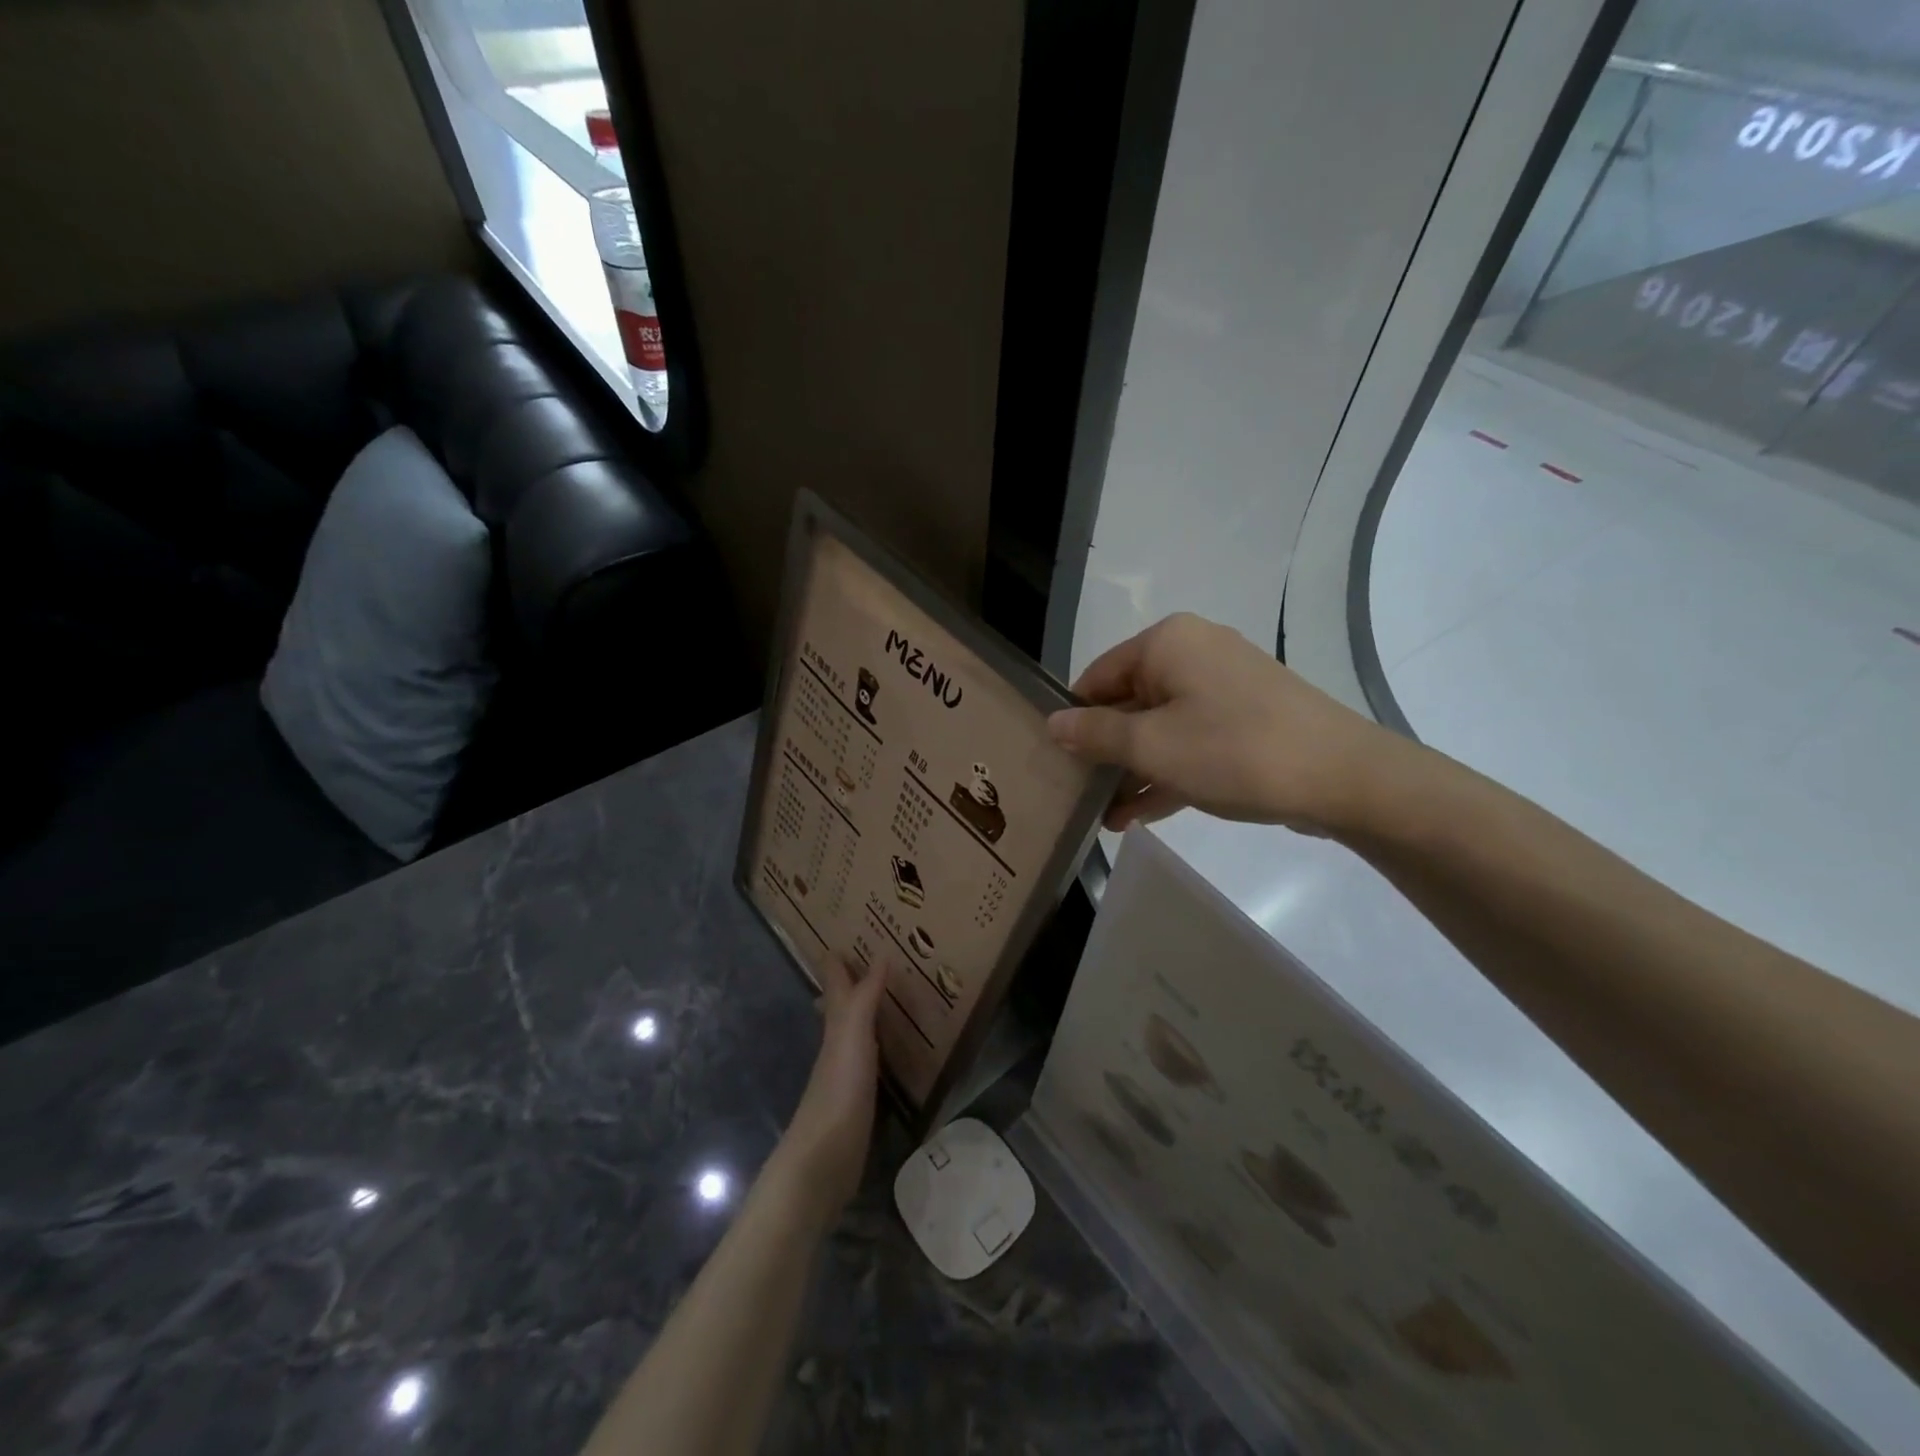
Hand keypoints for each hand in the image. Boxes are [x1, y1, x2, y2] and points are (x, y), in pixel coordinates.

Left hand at [774, 956, 885, 1223]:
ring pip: (855, 1032)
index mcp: (836, 1026)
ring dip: (866, 1012)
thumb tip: (880, 953)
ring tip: (888, 996)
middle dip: (850, 982)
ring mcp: (846, 1075)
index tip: (844, 935)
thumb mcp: (852, 1038)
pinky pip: (872, 1061)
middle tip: (870, 958)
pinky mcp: (859, 1102)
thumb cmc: (837, 1093)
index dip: (838, 961)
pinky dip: (880, 1046)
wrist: (822, 1164)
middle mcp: (838, 1045)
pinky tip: (891, 1050)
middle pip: (841, 1006)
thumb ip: (864, 998)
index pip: (836, 984)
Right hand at [1047, 613, 1396, 834]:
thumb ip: (1096, 735)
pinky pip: (1190, 741)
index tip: (1056, 763)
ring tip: (1104, 817)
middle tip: (1078, 795)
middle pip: (1128, 702)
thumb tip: (1053, 724)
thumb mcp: (1153, 747)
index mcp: (1166, 644)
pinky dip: (1166, 772)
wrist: (1343, 778)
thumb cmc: (1234, 751)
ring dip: (1132, 770)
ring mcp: (1223, 687)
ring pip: (1160, 727)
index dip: (1074, 720)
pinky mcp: (1245, 719)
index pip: (1097, 676)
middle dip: (1105, 752)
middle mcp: (1193, 654)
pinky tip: (1137, 815)